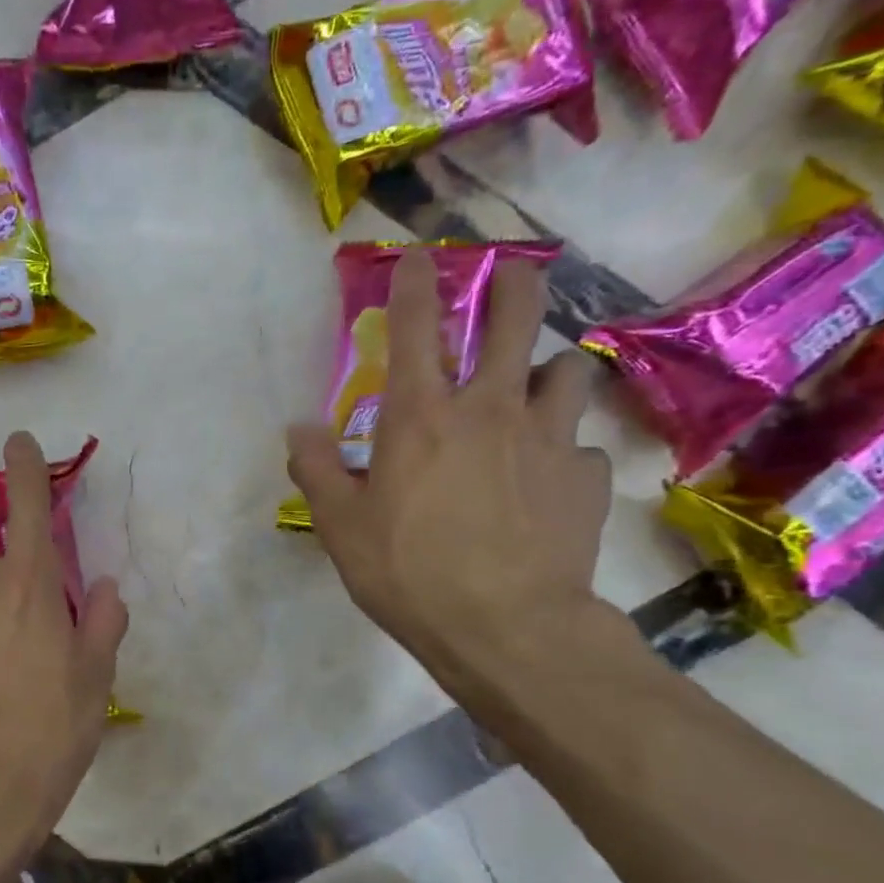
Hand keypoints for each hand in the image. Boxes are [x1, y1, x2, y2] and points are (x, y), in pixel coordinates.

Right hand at [286, 250, 614, 681]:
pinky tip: (548, 479)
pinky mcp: (584, 478)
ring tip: (536, 388)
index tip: (418, 255)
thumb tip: (298, 428)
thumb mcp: (340, 527)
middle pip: (516, 317)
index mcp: (420, 417)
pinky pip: (578, 446)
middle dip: (513, 284)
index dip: (414, 282)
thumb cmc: (408, 572)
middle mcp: (489, 409)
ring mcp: (547, 439)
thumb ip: (315, 469)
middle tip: (511, 276)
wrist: (505, 627)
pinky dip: (562, 451)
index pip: (416, 327)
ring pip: (568, 370)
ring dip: (549, 369)